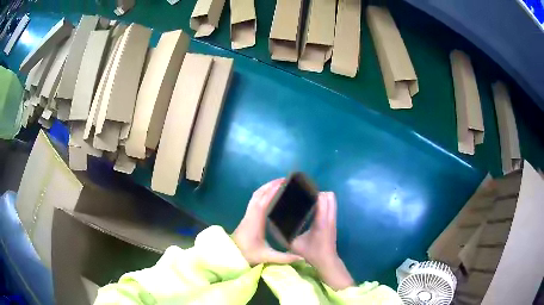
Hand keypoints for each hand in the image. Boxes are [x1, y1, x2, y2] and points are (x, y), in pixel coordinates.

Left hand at [233, 179, 301, 265]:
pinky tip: (269, 194)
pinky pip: (254, 199)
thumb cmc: (247, 254)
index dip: (273, 191)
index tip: (283, 183)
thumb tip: (302, 258)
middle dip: (271, 185)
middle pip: (259, 194)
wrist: (230, 254)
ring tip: (279, 183)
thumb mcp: (266, 256)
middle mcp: (251, 214)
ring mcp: (248, 214)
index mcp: (256, 221)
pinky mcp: (247, 216)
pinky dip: (262, 192)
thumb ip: (284, 258)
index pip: (263, 201)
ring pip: (255, 195)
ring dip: (266, 187)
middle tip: (285, 180)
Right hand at [291, 192, 353, 290]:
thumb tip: (271, 224)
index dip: (313, 193)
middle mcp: (329, 217)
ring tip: (309, 201)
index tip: (301, 193)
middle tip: (305, 197)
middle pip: (330, 196)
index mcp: (321, 221)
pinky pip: (331, 206)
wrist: (326, 261)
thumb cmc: (311, 253)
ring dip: (322, 197)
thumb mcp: (294, 245)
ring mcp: (333, 219)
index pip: (322, 199)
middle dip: (317, 193)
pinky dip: (324, 203)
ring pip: (332, 200)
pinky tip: (313, 209)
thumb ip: (283, 235)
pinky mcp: (333, 221)